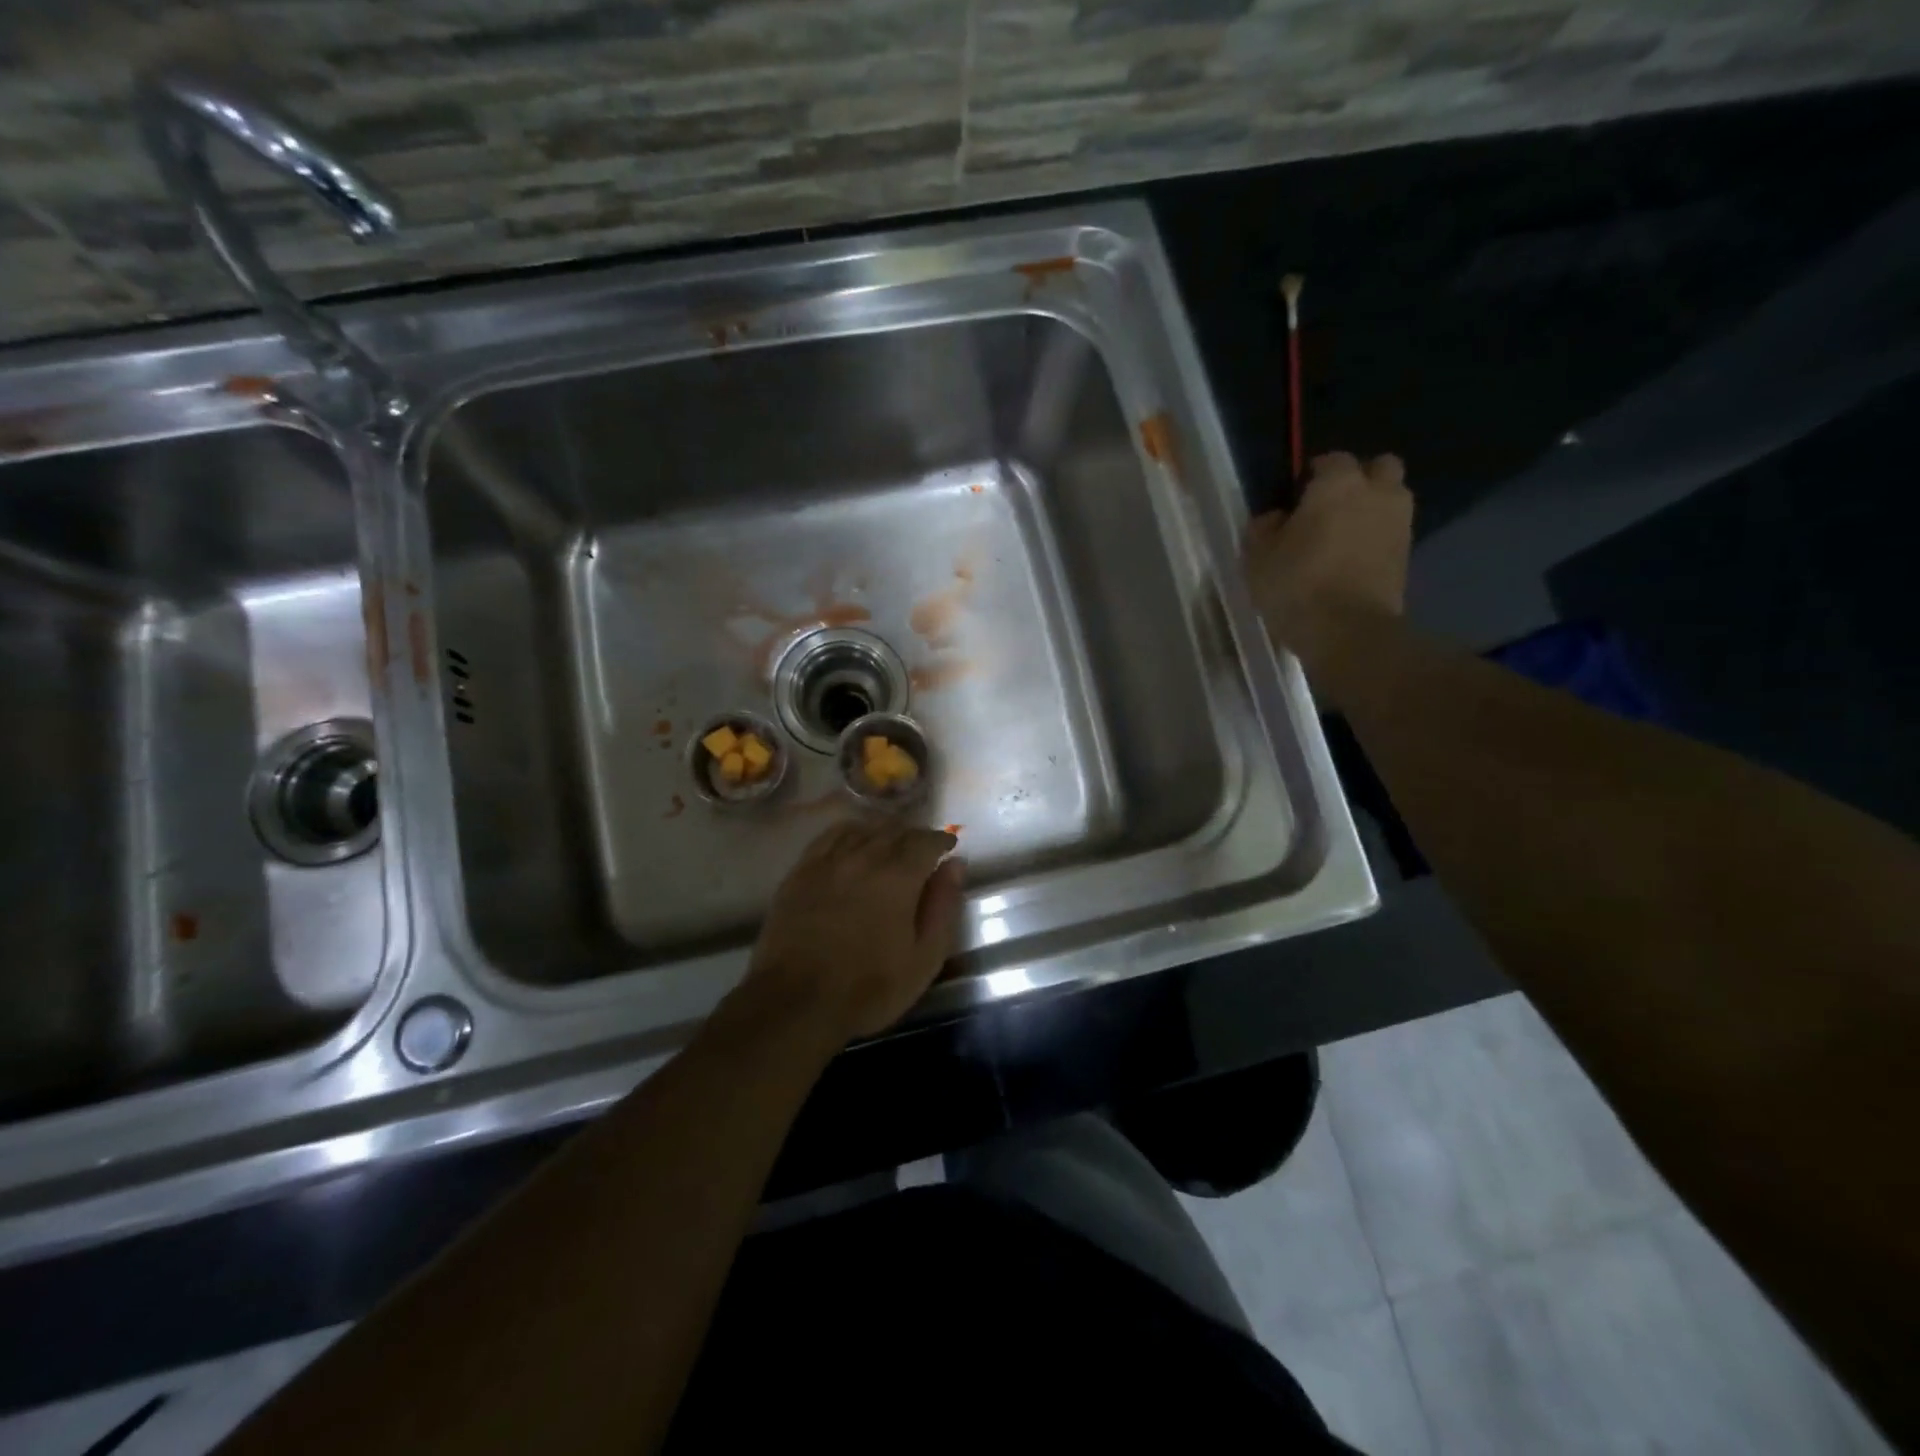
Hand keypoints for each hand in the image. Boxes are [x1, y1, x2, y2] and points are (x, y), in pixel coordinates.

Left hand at [740, 821, 964, 1043]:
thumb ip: (943, 907)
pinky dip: (849, 833)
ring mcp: (828, 861)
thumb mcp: (923, 958)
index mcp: (899, 876)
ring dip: (883, 832)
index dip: (941, 840)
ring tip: (890, 845)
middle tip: (922, 851)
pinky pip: (829, 836)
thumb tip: (955, 865)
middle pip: (895, 830)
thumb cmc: (868, 987)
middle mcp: (864, 856)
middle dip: (914, 836)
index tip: (948, 846)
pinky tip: (852, 843)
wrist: (796, 1000)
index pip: (926, 840)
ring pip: (863, 829)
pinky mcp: (801, 870)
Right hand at [1245, 451, 1411, 670]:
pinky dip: (1376, 539)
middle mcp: (1377, 493)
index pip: (1330, 460)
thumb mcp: (1257, 558)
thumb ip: (1263, 529)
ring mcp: (1399, 524)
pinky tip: (1352, 560)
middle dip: (1359, 480)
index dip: (1311, 476)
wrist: (1348, 631)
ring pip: (1391, 500)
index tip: (1294, 498)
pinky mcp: (1407, 556)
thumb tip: (1275, 519)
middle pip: (1379, 468)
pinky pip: (1391, 533)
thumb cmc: (1296, 585)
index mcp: (1338, 484)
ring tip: (1342, 536)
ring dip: (1372, 509)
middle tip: (1329, 508)